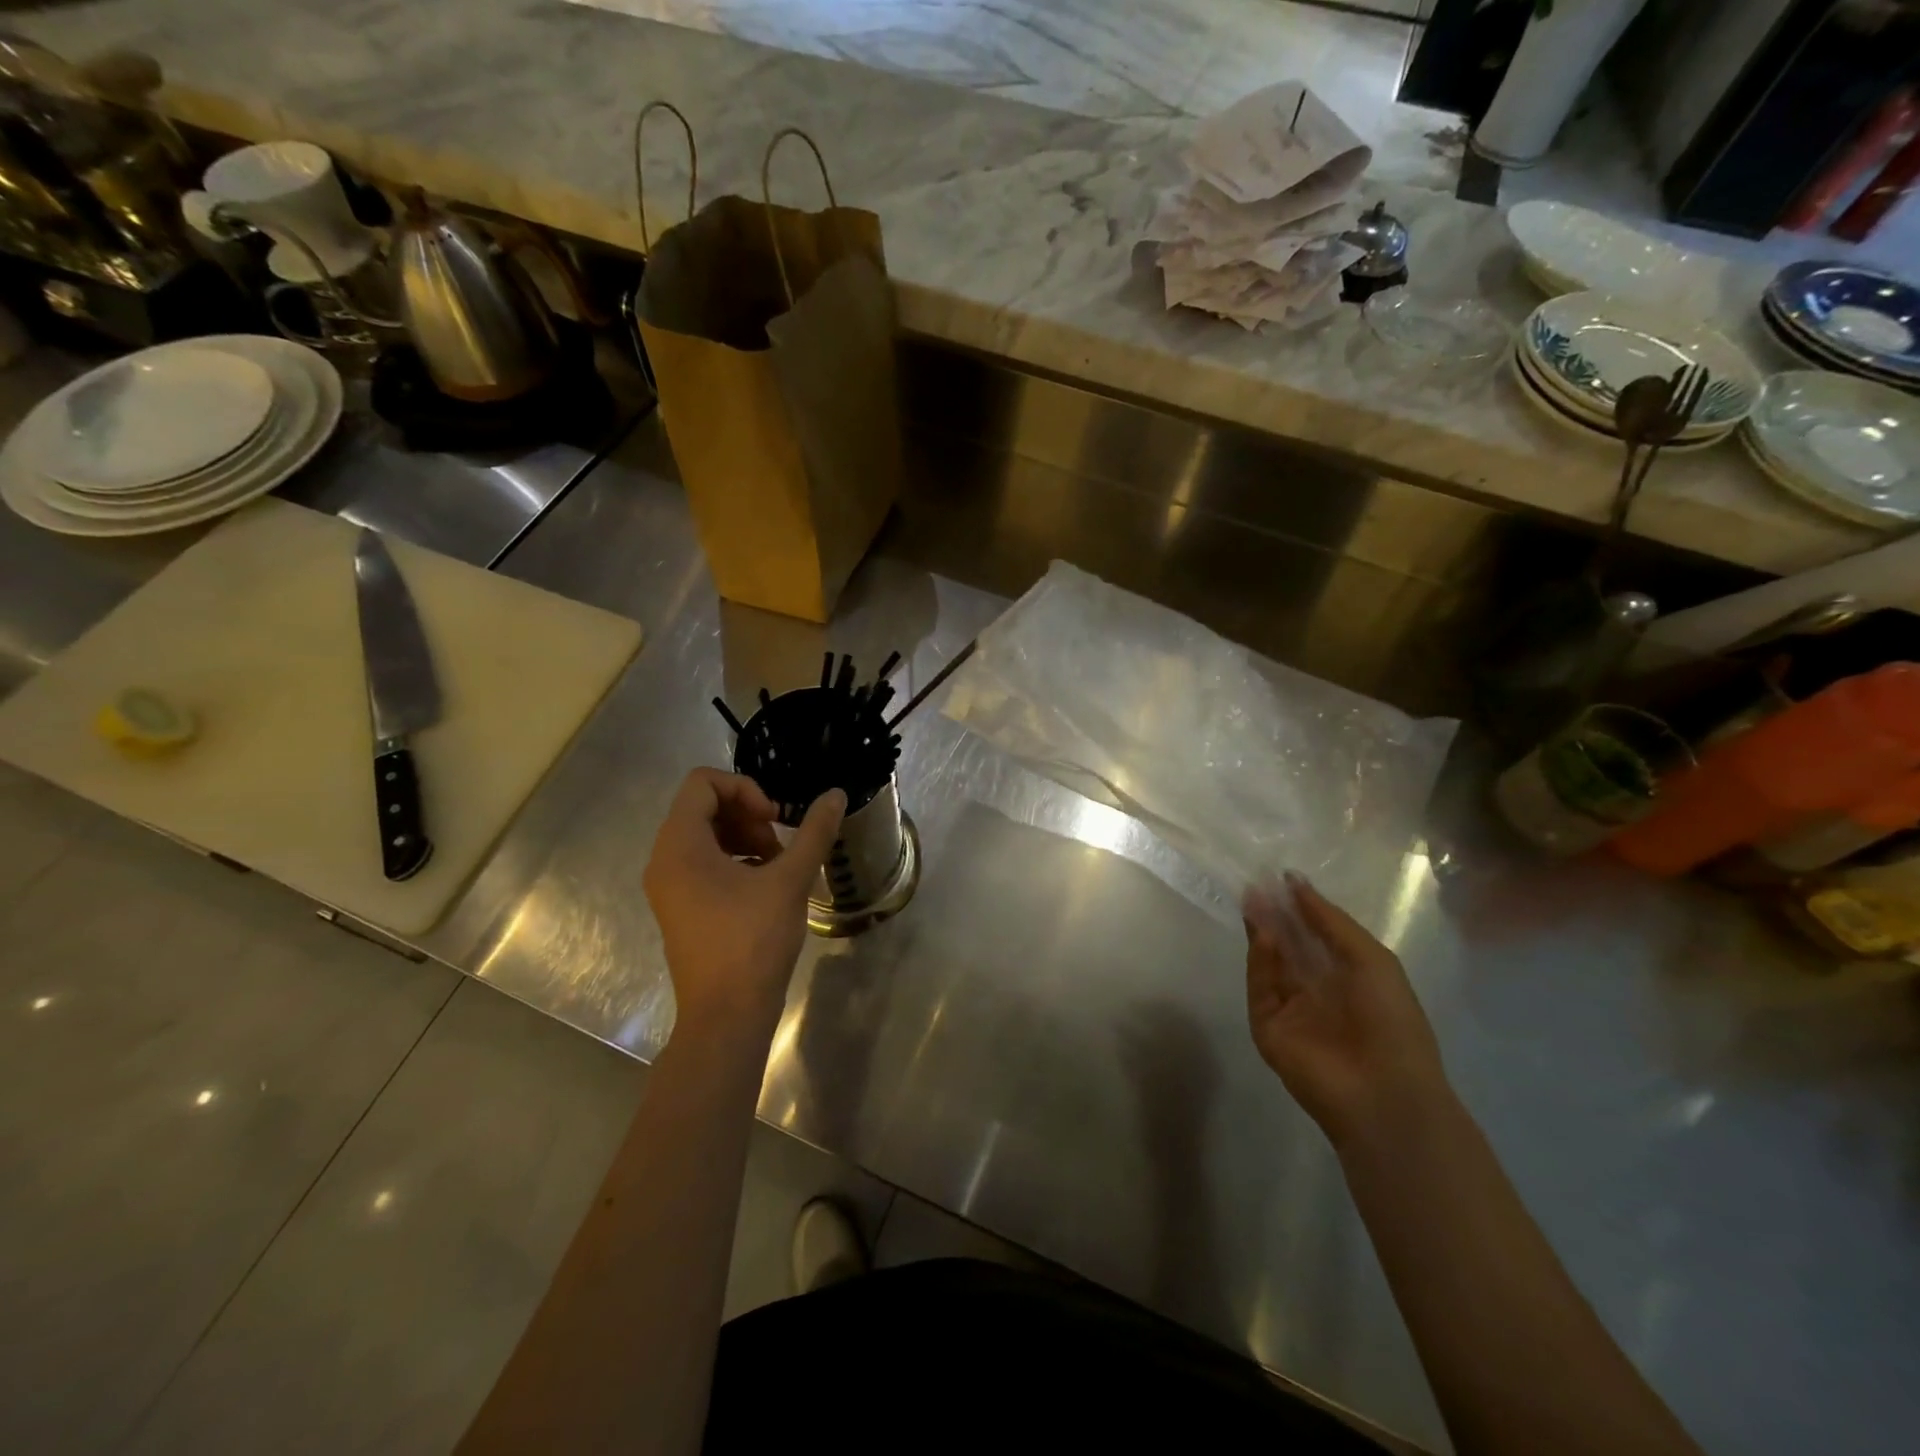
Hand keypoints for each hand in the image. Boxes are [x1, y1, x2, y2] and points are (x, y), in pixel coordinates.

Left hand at [643, 769, 844, 1035]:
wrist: (727, 1015)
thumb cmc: (753, 940)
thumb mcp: (790, 880)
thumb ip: (814, 832)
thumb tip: (836, 794)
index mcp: (680, 845)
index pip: (702, 783)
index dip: (744, 789)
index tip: (775, 818)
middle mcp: (664, 860)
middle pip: (702, 808)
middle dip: (747, 814)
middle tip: (779, 844)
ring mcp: (668, 887)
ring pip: (704, 836)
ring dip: (744, 838)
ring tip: (777, 865)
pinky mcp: (679, 908)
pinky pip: (702, 864)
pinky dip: (734, 861)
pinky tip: (765, 886)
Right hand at [1244, 873, 1448, 1147]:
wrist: (1384, 1091)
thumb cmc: (1391, 1020)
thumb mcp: (1370, 958)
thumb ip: (1329, 920)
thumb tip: (1294, 881)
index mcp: (1347, 977)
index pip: (1315, 935)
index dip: (1299, 907)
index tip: (1280, 878)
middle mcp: (1316, 990)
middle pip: (1288, 945)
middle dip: (1274, 915)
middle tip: (1256, 885)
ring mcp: (1289, 1009)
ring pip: (1269, 963)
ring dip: (1262, 932)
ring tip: (1253, 900)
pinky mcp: (1266, 1027)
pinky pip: (1259, 988)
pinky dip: (1259, 962)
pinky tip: (1263, 936)